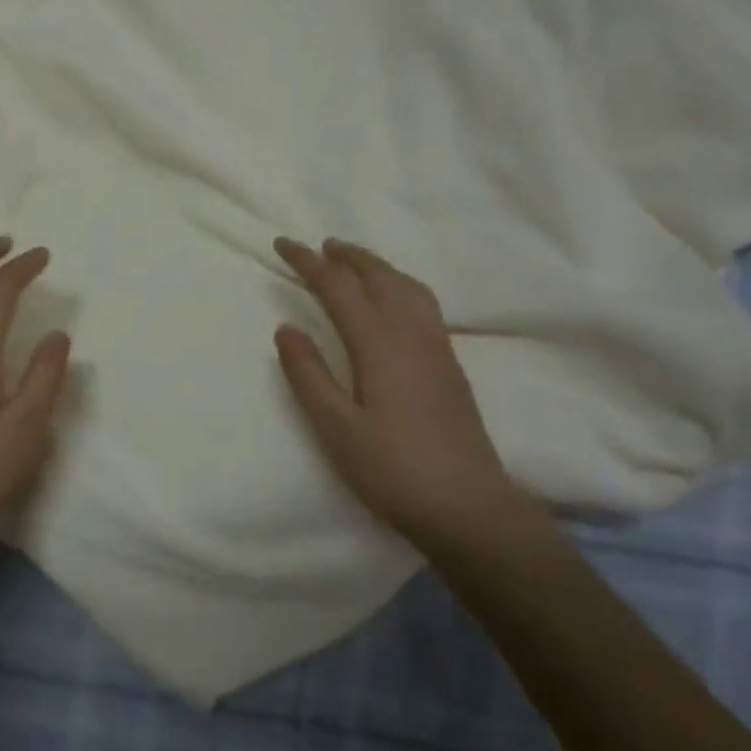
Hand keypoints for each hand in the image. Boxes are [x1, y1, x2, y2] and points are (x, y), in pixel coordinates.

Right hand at [273, 237, 539, 555]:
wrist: (468, 506)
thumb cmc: (393, 469)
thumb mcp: (336, 427)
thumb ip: (308, 374)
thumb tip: (286, 327)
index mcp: (379, 343)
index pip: (338, 287)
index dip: (308, 262)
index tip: (282, 244)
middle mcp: (412, 333)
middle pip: (379, 276)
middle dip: (347, 255)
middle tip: (319, 246)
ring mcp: (437, 347)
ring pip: (406, 285)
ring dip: (376, 265)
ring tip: (354, 262)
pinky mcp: (450, 364)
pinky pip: (422, 302)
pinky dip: (398, 283)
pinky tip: (393, 300)